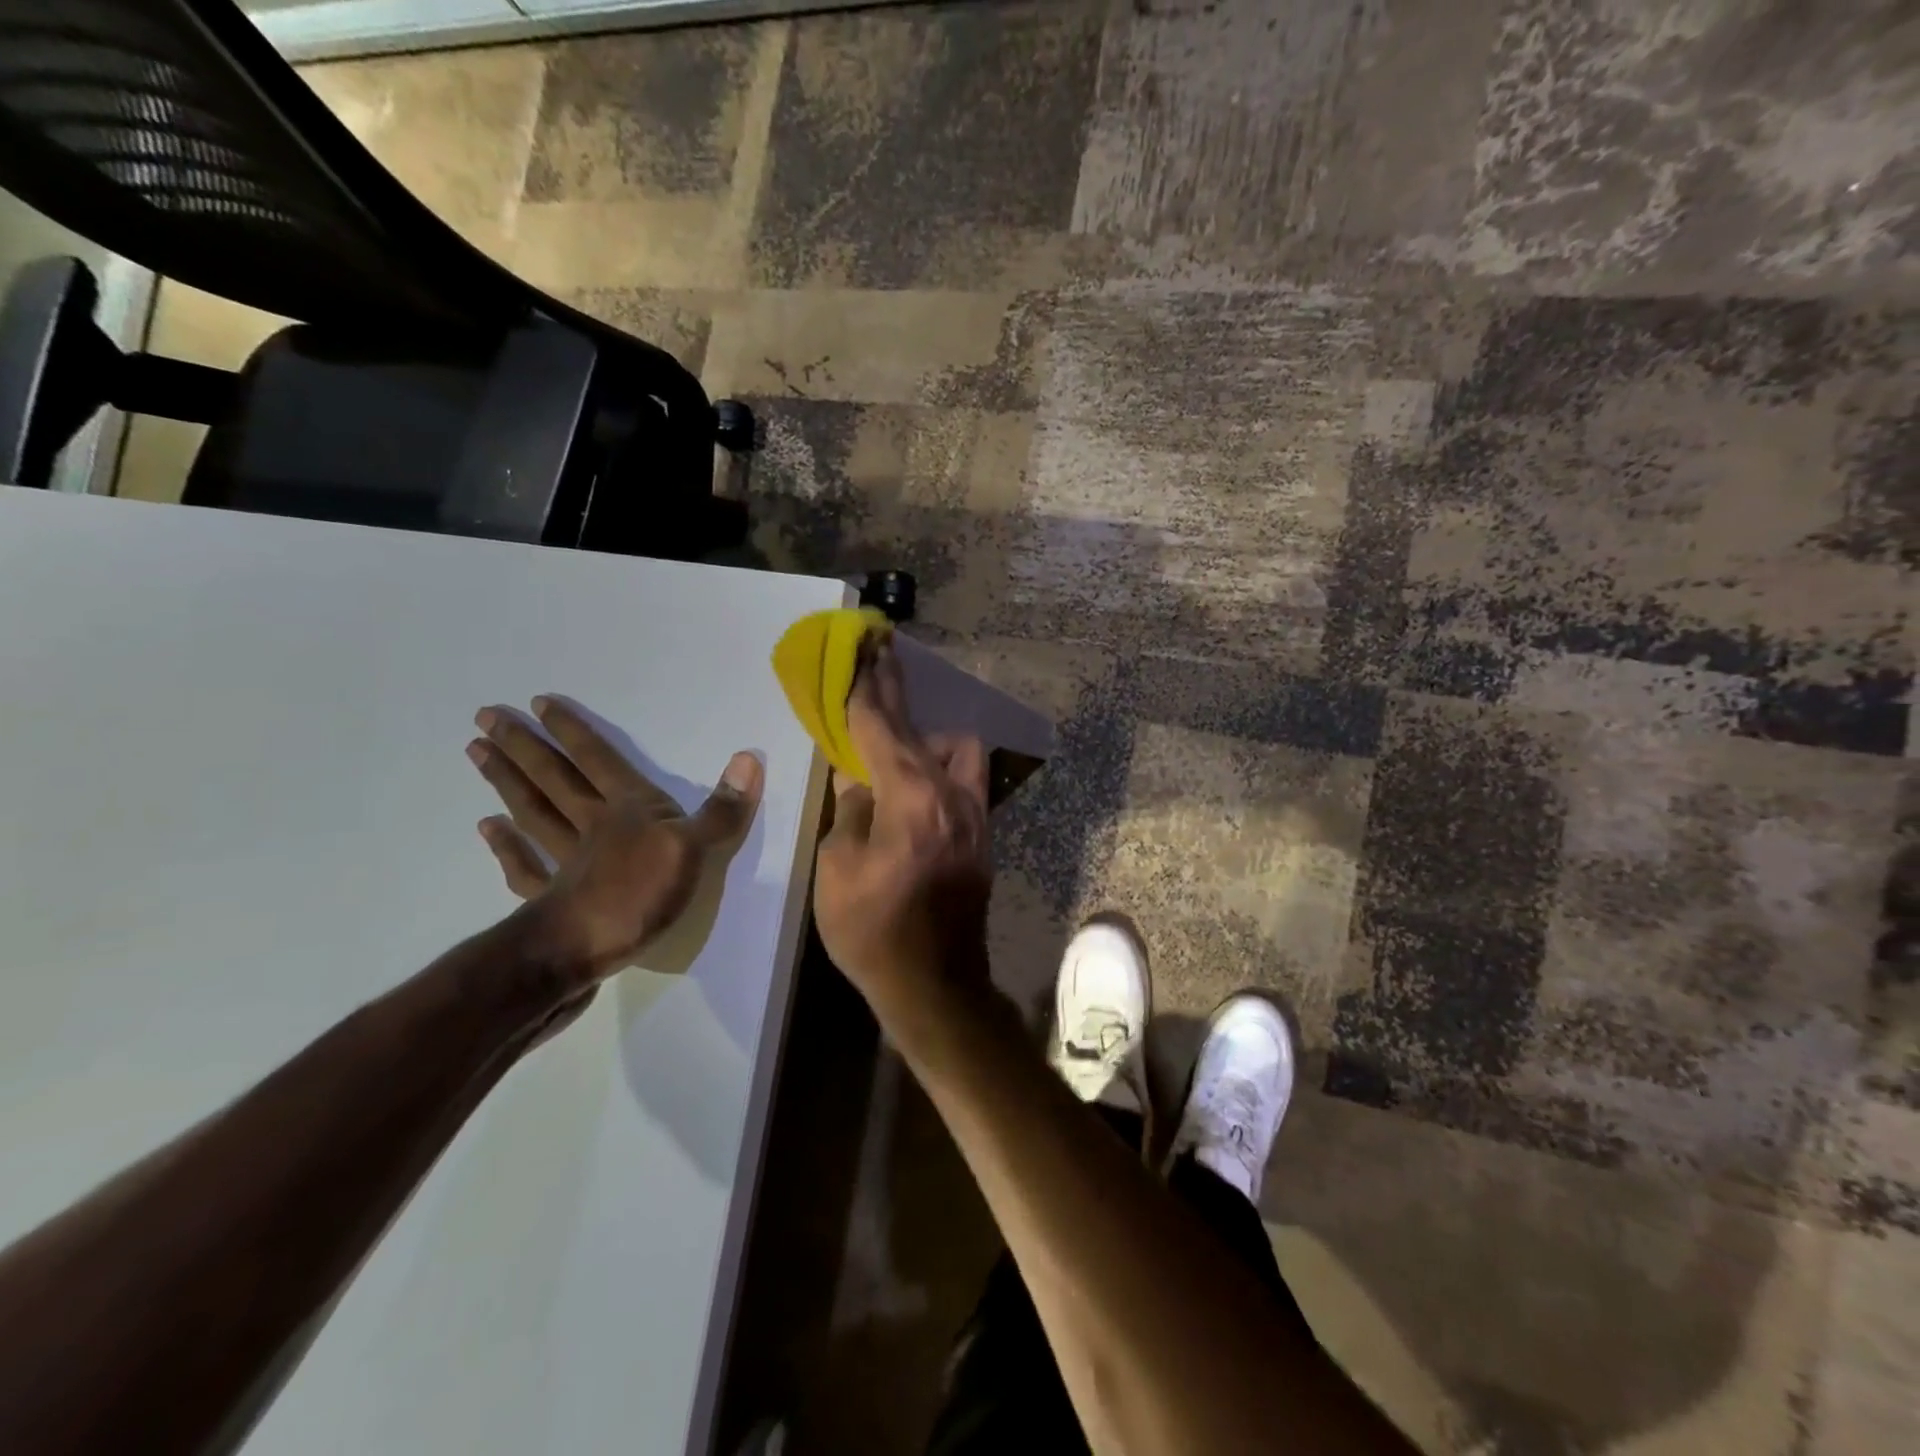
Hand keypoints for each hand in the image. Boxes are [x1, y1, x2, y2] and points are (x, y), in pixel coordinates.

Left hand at [467, 696, 762, 982]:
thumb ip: (721, 809)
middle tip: (485, 718)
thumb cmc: (641, 894)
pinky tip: (485, 829)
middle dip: (524, 747)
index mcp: (627, 809)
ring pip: (534, 812)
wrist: (584, 951)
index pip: (598, 760)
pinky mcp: (551, 898)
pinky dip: (505, 847)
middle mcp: (591, 826)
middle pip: (555, 779)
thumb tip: (749, 758)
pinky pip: (525, 866)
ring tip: (477, 754)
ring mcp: (565, 861)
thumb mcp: (695, 848)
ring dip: (507, 783)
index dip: (572, 732)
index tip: (537, 704)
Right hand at [812, 642, 991, 1011]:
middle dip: (896, 694)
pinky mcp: (982, 834)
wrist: (935, 986)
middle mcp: (952, 796)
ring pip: (958, 750)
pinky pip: (963, 780)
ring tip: (892, 754)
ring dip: (925, 739)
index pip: (882, 727)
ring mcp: (975, 815)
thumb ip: (850, 810)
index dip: (868, 686)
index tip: (865, 647)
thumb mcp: (838, 869)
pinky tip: (914, 785)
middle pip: (923, 728)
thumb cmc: (874, 932)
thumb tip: (860, 780)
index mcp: (912, 800)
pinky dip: (938, 768)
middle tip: (879, 660)